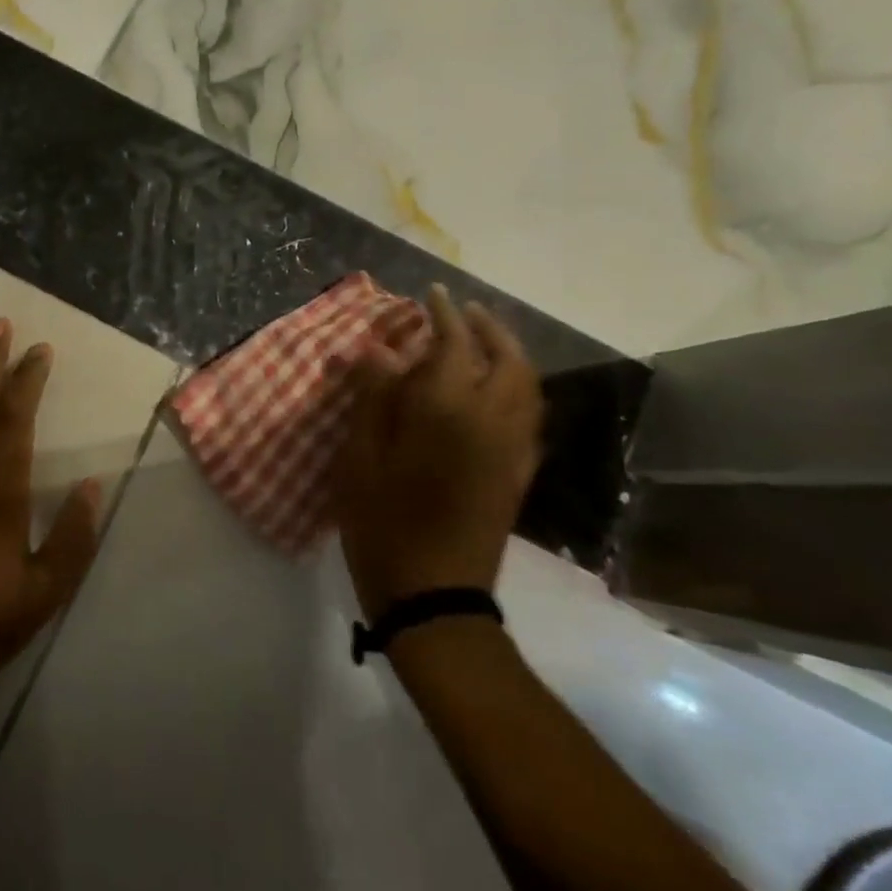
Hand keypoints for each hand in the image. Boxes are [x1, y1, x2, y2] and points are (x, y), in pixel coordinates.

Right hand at [331, 287, 542, 617]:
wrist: (434, 596)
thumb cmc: (383, 525)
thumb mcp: (360, 459)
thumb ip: (373, 398)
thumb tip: (379, 349)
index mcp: (448, 411)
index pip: (454, 344)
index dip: (443, 315)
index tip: (431, 294)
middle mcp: (492, 420)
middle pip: (506, 358)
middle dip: (487, 327)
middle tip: (463, 312)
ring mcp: (513, 448)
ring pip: (527, 385)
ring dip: (508, 353)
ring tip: (482, 342)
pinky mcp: (519, 474)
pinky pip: (530, 415)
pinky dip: (518, 387)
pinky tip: (496, 392)